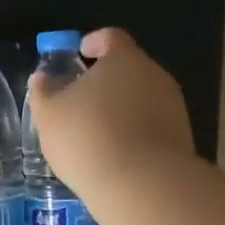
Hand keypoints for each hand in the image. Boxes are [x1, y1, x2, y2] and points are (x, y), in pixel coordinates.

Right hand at [26, 28, 194, 195]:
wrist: (143, 186)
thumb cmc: (87, 137)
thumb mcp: (50, 115)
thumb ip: (43, 92)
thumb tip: (42, 78)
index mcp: (124, 59)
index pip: (111, 38)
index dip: (94, 42)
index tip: (80, 53)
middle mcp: (155, 76)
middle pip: (129, 68)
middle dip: (107, 80)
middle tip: (82, 98)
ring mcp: (174, 108)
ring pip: (143, 98)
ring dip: (122, 108)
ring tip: (98, 132)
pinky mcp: (182, 138)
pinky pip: (153, 126)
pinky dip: (135, 132)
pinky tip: (117, 154)